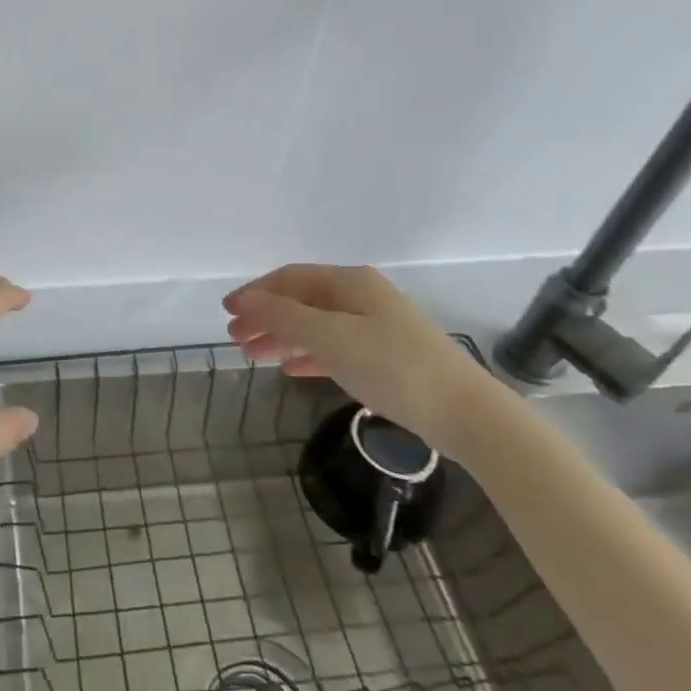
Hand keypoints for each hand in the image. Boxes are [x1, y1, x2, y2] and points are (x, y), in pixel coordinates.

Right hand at [224, 264, 499, 459]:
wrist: (463, 412)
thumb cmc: (390, 365)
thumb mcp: (329, 337)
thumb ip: (283, 316)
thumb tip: (245, 299)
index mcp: (349, 282)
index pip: (290, 278)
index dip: (255, 292)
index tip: (226, 312)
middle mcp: (361, 297)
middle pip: (301, 301)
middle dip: (265, 316)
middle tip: (234, 338)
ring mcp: (375, 327)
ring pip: (315, 326)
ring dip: (282, 337)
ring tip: (253, 355)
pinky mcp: (384, 357)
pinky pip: (334, 348)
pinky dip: (308, 355)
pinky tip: (291, 369)